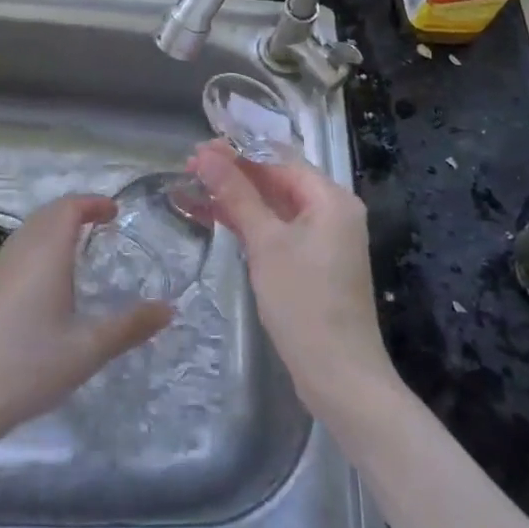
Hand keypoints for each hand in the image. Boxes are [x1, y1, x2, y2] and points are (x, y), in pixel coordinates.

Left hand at [0, 194, 171, 455]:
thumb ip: (129, 326)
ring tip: (80, 248)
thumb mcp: (88, 349)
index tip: (115, 212)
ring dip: (56, 227)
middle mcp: (21, 250)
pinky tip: (49, 282)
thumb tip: (169, 308)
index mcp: (46, 252)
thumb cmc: (29, 365)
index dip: (93, 203)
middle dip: (75, 211)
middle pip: (48, 213)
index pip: (69, 207)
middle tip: (102, 225)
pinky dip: (40, 246)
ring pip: (30, 231)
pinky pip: (19, 250)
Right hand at [188, 141, 398, 418]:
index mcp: (331, 198)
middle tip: (189, 168)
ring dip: (234, 198)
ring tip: (190, 188)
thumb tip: (206, 155)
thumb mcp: (266, 243)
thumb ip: (236, 194)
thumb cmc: (304, 302)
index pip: (279, 160)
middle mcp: (331, 212)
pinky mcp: (311, 263)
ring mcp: (322, 239)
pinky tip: (213, 216)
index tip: (198, 150)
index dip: (238, 153)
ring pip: (272, 206)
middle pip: (276, 181)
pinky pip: (276, 230)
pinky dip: (247, 224)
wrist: (339, 378)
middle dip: (233, 174)